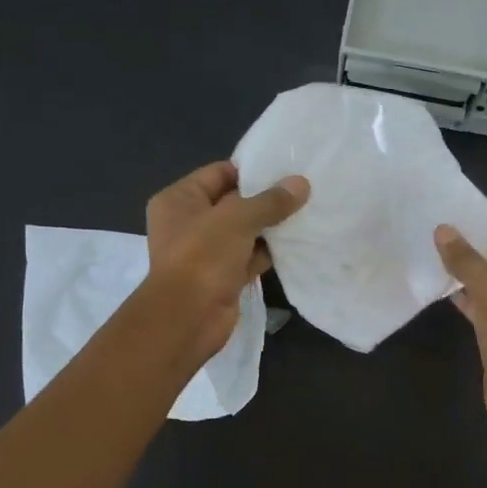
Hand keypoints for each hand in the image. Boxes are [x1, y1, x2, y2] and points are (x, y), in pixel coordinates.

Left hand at [144, 160, 308, 361]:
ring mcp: (206, 253)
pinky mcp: (222, 277)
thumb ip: (270, 201)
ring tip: (306, 213)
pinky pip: (249, 258)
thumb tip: (301, 184)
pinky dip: (268, 253)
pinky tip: (296, 244)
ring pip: (243, 233)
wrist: (188, 318)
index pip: (218, 173)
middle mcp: (189, 223)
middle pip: (233, 203)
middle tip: (303, 191)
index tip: (285, 168)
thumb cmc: (203, 257)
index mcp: (180, 200)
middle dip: (265, 199)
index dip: (251, 170)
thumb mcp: (238, 219)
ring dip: (270, 227)